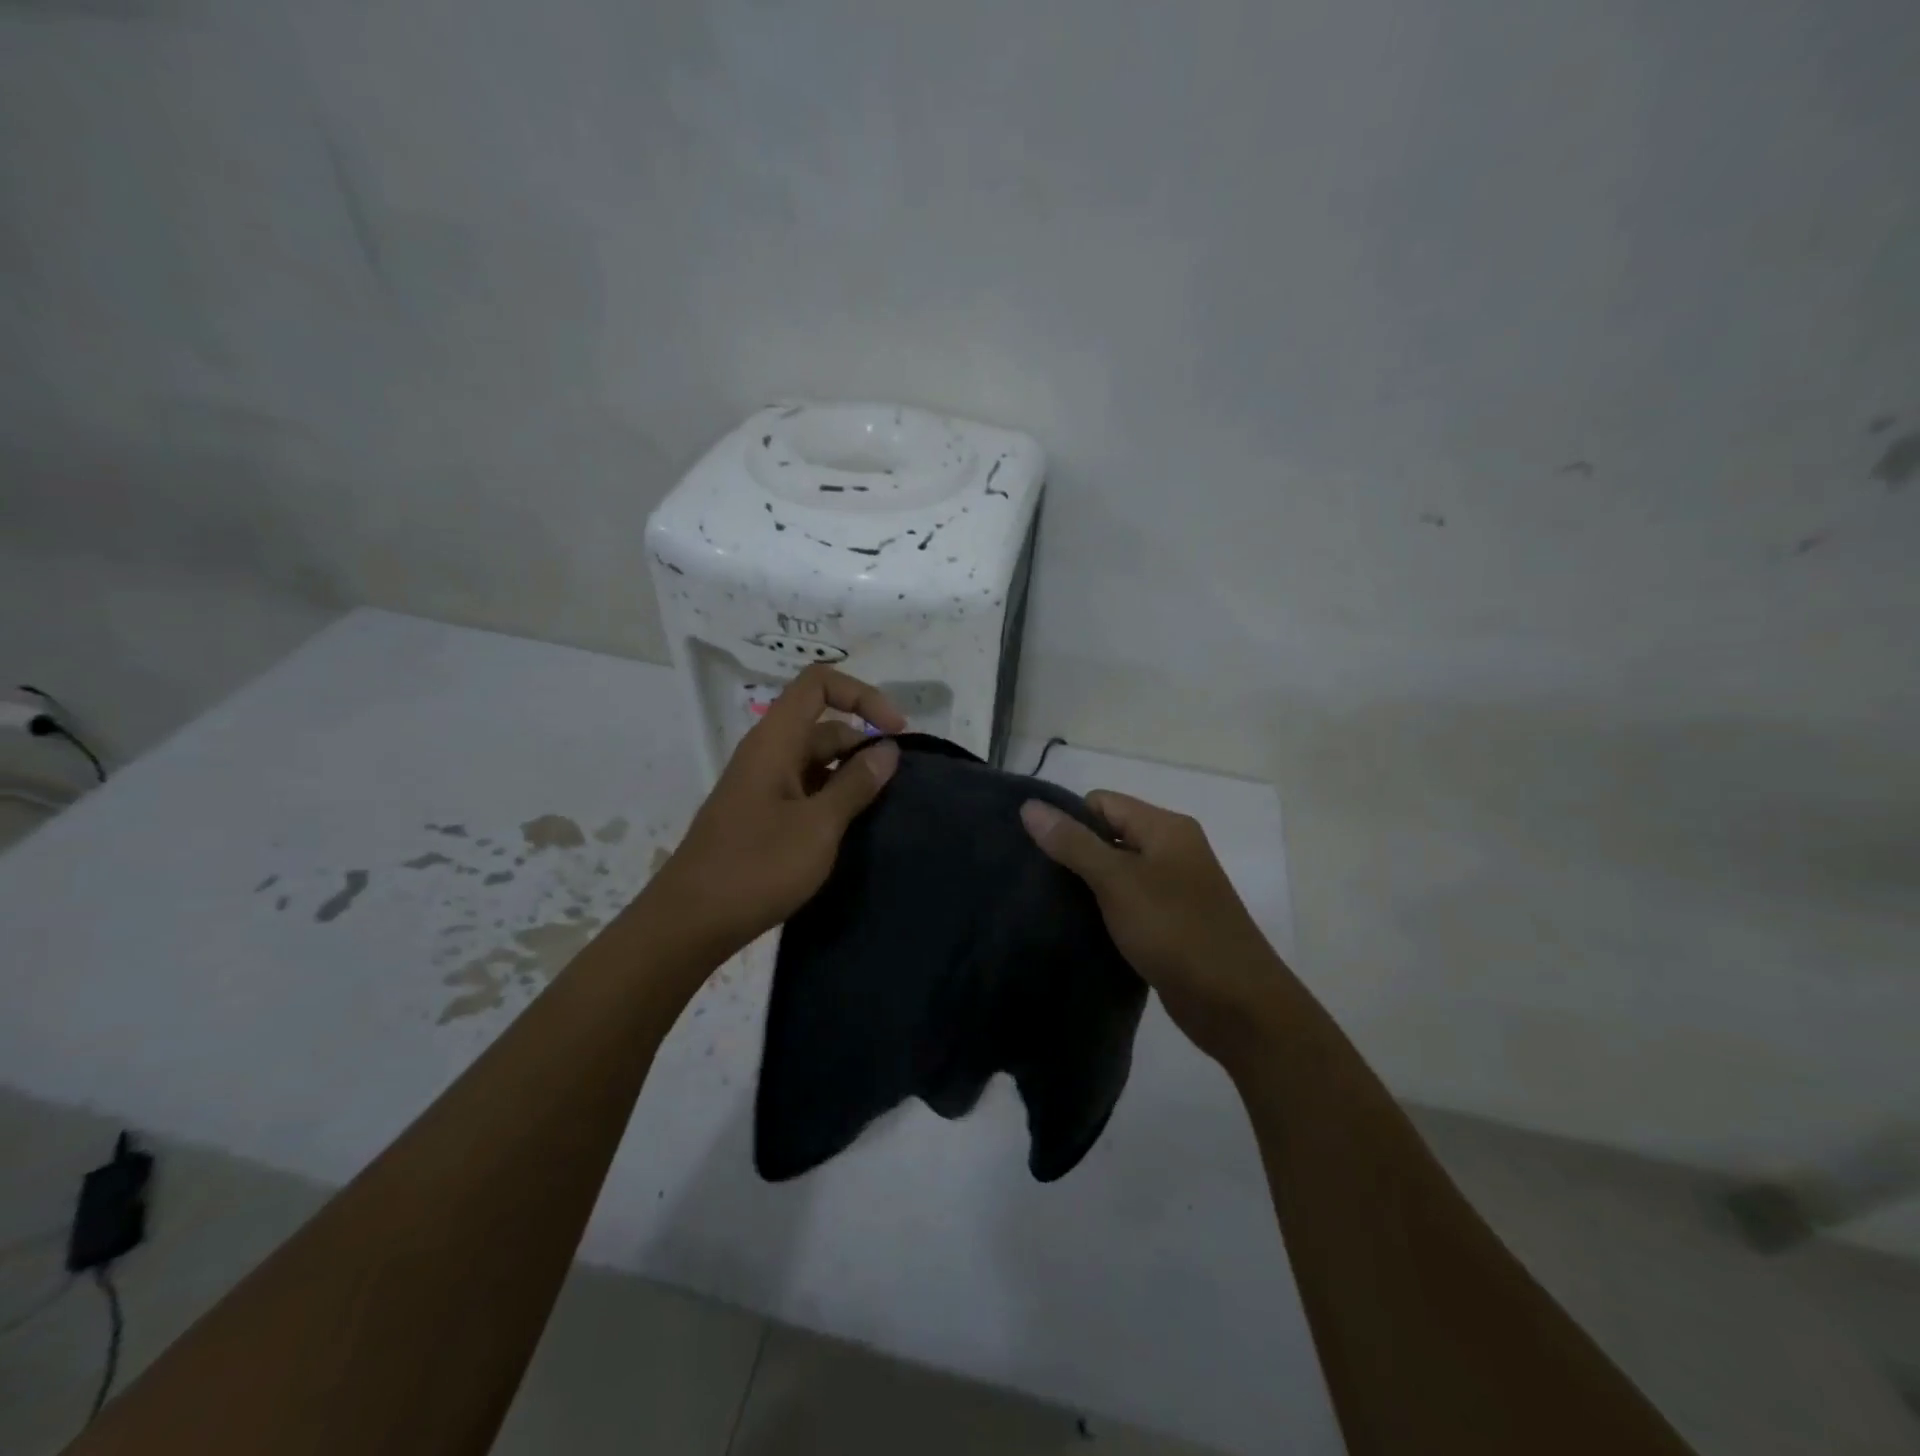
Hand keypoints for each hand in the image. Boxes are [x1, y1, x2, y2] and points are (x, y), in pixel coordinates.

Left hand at [651, 666, 903, 959]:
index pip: (819, 684)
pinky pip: (804, 790)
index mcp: (775, 741)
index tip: (896, 732)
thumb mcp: (818, 826)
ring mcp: (761, 786)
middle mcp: (766, 754)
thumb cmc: (757, 867)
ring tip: (884, 807)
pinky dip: (832, 798)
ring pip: (815, 761)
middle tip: (899, 783)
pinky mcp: (760, 815)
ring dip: (850, 775)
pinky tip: (853, 828)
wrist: (691, 922)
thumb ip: (856, 784)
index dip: (862, 695)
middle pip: (823, 725)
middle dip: (863, 743)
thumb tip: (887, 749)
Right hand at [1020, 792, 1290, 1071]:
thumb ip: (1073, 843)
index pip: (1101, 803)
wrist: (1237, 1005)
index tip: (1037, 854)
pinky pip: (1126, 903)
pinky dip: (1103, 911)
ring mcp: (1172, 888)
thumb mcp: (1118, 882)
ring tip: (1050, 906)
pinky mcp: (1169, 923)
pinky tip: (1077, 928)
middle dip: (1072, 854)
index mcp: (1165, 828)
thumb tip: (1029, 806)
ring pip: (1115, 872)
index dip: (1068, 821)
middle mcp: (1171, 850)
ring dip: (1086, 886)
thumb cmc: (1177, 932)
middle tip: (1036, 882)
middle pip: (1107, 835)